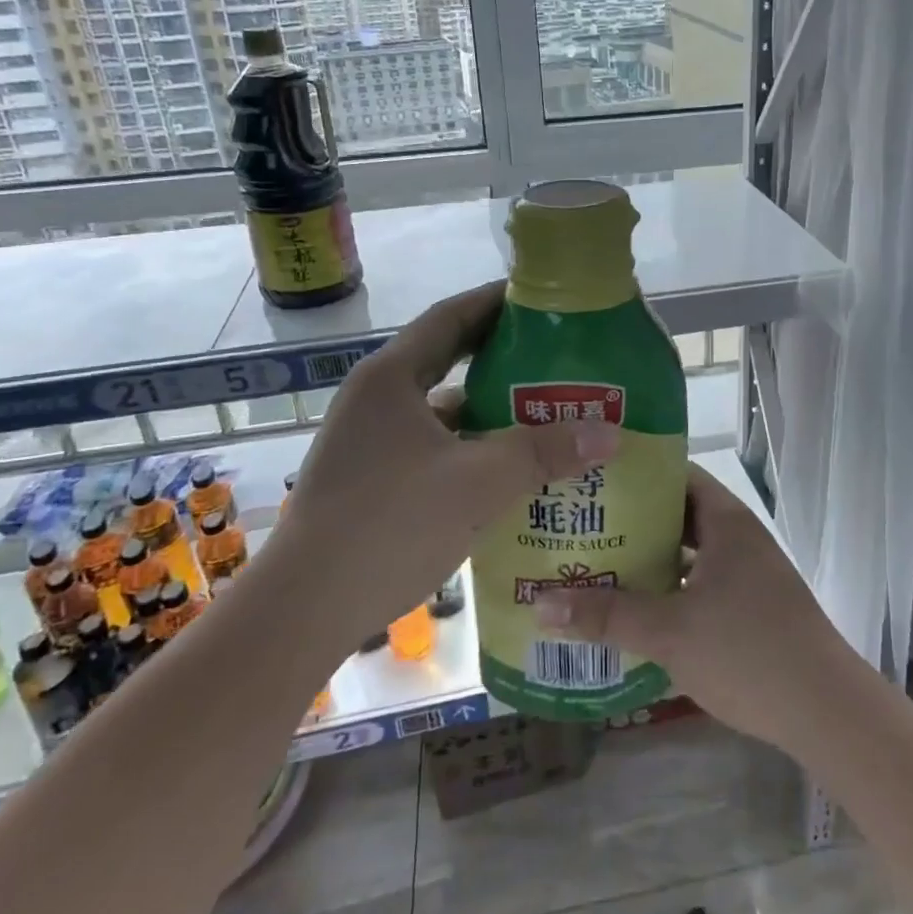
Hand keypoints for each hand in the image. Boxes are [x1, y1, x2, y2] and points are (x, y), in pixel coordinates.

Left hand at [279, 281, 619, 641]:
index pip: (451, 317)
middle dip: (502, 356)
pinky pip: (433, 447)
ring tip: (546, 411)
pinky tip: (508, 469)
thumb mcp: (478, 483)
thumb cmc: (389, 526)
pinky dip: (470, 449)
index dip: (497, 302)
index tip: (544, 300)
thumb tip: (611, 432)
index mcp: (392, 378)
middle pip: (447, 359)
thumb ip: (544, 452)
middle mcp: (376, 399)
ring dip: (489, 409)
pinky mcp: (371, 480)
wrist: (301, 613)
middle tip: (558, 355)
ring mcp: (370, 442)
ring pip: (441, 410)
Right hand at [534, 463, 853, 750]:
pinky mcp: (751, 606)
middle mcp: (738, 536)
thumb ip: (607, 615)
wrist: (827, 711)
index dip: (634, 473)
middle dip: (632, 521)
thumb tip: (540, 603)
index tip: (590, 479)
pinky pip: (700, 581)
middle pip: (677, 513)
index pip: (675, 474)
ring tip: (597, 564)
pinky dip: (670, 588)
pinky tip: (637, 609)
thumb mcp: (669, 631)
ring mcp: (748, 572)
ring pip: (689, 552)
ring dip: (650, 559)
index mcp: (725, 520)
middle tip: (581, 525)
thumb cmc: (748, 652)